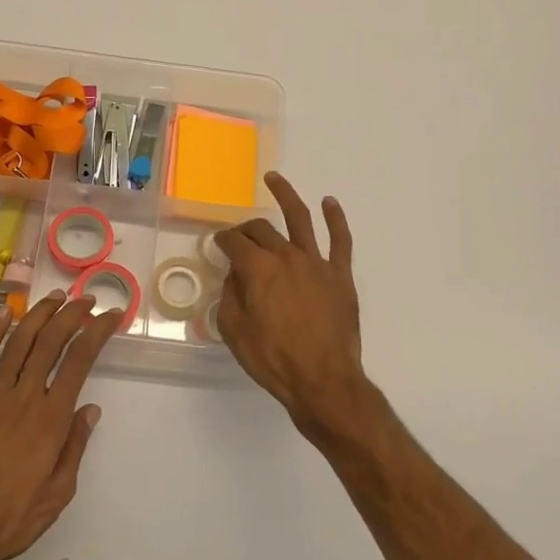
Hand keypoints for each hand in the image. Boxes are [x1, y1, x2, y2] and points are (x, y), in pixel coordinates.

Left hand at [0, 292, 121, 559]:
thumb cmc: (11, 518)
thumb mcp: (58, 493)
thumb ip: (74, 447)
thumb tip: (90, 409)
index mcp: (51, 418)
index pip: (80, 361)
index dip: (98, 332)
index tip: (112, 315)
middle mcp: (23, 397)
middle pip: (51, 342)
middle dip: (72, 315)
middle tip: (87, 300)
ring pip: (18, 343)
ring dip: (38, 315)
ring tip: (55, 297)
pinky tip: (3, 313)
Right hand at [216, 172, 370, 437]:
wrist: (323, 380)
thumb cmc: (273, 359)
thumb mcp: (234, 331)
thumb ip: (230, 296)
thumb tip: (235, 275)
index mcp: (257, 269)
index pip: (234, 242)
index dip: (222, 239)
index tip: (218, 242)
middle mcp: (286, 256)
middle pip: (261, 230)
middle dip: (246, 228)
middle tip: (240, 234)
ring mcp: (316, 262)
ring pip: (300, 219)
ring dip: (286, 195)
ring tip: (274, 179)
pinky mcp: (340, 275)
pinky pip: (340, 240)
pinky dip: (335, 218)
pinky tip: (329, 202)